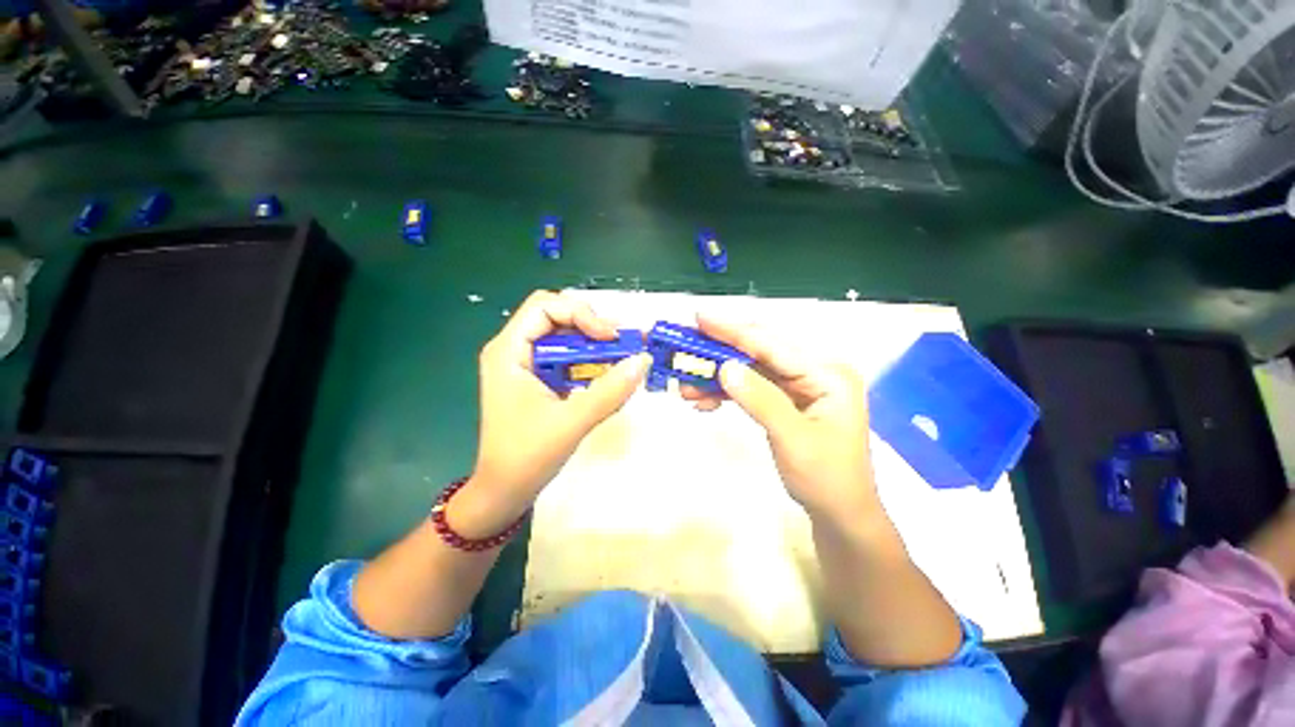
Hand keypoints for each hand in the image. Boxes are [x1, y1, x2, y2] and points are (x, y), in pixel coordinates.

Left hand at [451, 291, 650, 538]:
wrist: (504, 493)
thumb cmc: (527, 458)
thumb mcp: (572, 422)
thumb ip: (610, 391)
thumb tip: (643, 360)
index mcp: (508, 351)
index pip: (545, 306)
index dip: (581, 313)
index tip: (610, 337)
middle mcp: (514, 350)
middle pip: (556, 316)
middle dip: (591, 325)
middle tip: (622, 343)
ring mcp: (525, 365)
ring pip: (564, 337)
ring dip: (593, 343)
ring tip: (620, 357)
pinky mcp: (536, 379)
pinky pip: (566, 358)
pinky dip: (589, 361)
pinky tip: (605, 374)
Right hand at [682, 314, 877, 523]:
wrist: (839, 512)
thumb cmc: (826, 478)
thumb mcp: (793, 439)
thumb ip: (760, 399)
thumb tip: (725, 367)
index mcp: (826, 373)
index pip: (772, 344)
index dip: (733, 330)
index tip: (699, 319)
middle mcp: (813, 371)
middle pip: (759, 351)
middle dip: (720, 350)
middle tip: (685, 345)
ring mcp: (799, 384)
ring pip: (750, 368)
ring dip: (718, 375)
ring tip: (686, 383)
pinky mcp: (786, 398)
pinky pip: (752, 386)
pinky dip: (727, 391)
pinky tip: (704, 399)